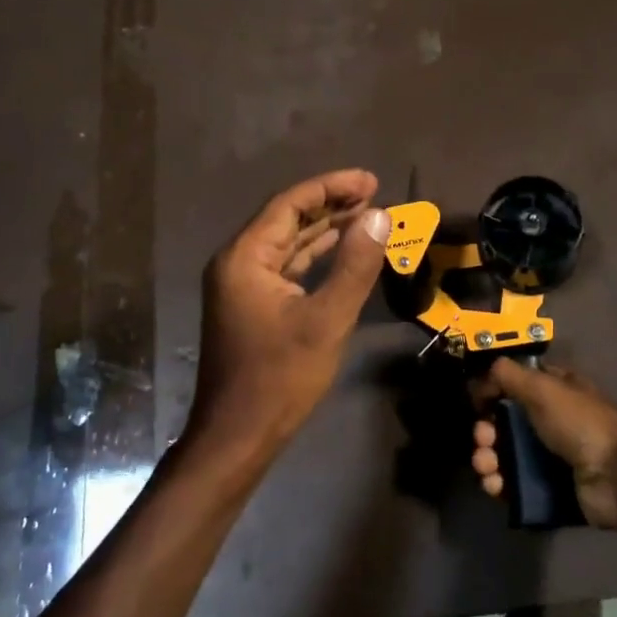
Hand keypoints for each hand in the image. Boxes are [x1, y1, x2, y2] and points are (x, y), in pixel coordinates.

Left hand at [193, 169, 390, 447]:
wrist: (238, 436)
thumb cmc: (280, 378)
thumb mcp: (327, 320)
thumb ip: (354, 265)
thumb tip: (379, 216)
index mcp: (245, 257)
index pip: (290, 205)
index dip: (331, 187)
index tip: (371, 180)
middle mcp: (237, 263)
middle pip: (286, 219)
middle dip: (330, 204)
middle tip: (374, 193)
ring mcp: (241, 286)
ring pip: (287, 244)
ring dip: (324, 229)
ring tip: (366, 215)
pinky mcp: (251, 306)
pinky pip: (285, 268)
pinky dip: (314, 256)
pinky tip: (341, 250)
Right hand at [470, 358, 616, 529]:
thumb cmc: (580, 423)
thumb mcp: (544, 387)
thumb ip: (509, 375)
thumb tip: (484, 374)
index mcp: (554, 391)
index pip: (515, 385)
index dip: (493, 392)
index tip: (477, 402)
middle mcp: (551, 421)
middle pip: (504, 423)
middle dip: (485, 431)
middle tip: (483, 440)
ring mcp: (550, 457)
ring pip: (505, 455)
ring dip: (487, 459)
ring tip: (486, 467)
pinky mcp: (548, 489)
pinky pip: (514, 485)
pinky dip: (499, 485)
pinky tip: (494, 486)